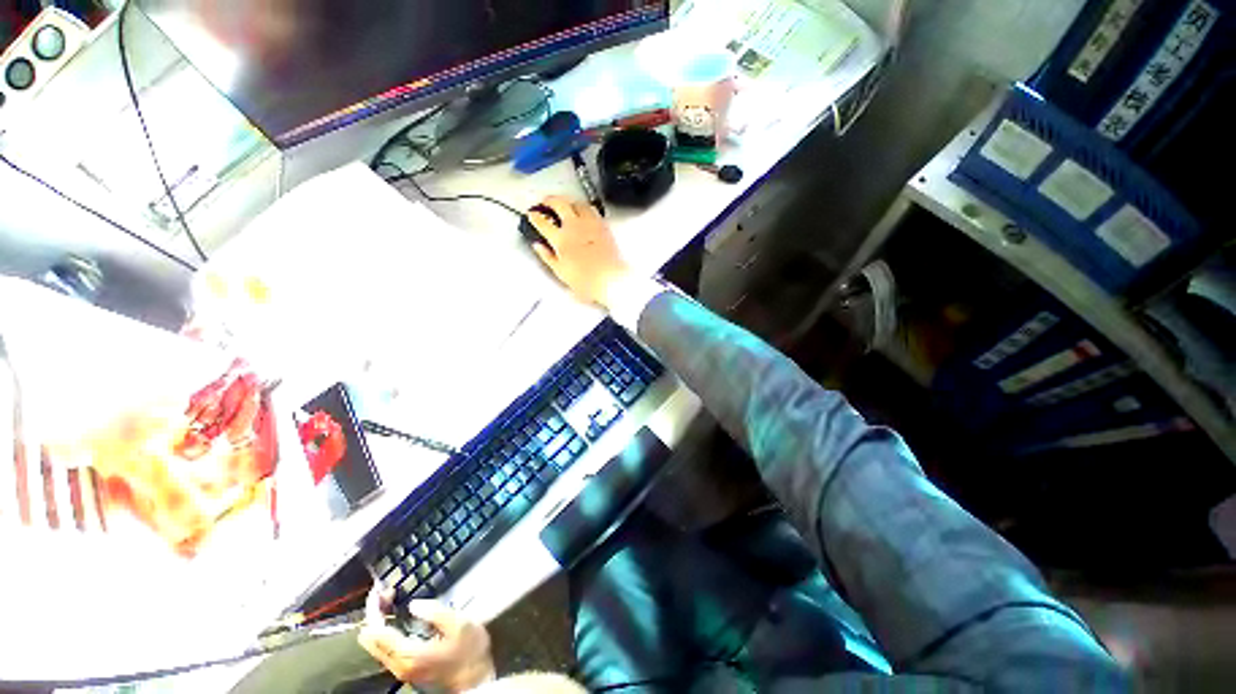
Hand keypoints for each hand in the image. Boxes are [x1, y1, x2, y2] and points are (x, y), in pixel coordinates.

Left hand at [358, 588, 494, 691]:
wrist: (475, 678)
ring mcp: (400, 669)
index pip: (378, 631)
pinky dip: (384, 632)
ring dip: (378, 622)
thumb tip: (414, 604)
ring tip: (387, 601)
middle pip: (371, 640)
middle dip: (374, 614)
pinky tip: (393, 619)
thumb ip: (435, 612)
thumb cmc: (469, 650)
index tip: (379, 589)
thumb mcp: (459, 624)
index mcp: (408, 654)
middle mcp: (397, 665)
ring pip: (375, 646)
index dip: (375, 609)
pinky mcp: (405, 669)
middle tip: (384, 592)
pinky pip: (384, 650)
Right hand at [528, 196, 632, 307]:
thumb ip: (547, 257)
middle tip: (545, 202)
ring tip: (565, 203)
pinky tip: (583, 212)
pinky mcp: (603, 226)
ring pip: (577, 203)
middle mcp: (575, 227)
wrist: (611, 279)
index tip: (532, 214)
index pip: (543, 222)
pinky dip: (584, 207)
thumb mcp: (561, 272)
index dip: (535, 216)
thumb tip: (538, 247)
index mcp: (561, 239)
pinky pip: (592, 210)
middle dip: (550, 200)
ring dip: (568, 201)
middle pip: (560, 204)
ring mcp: (590, 224)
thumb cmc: (586, 281)